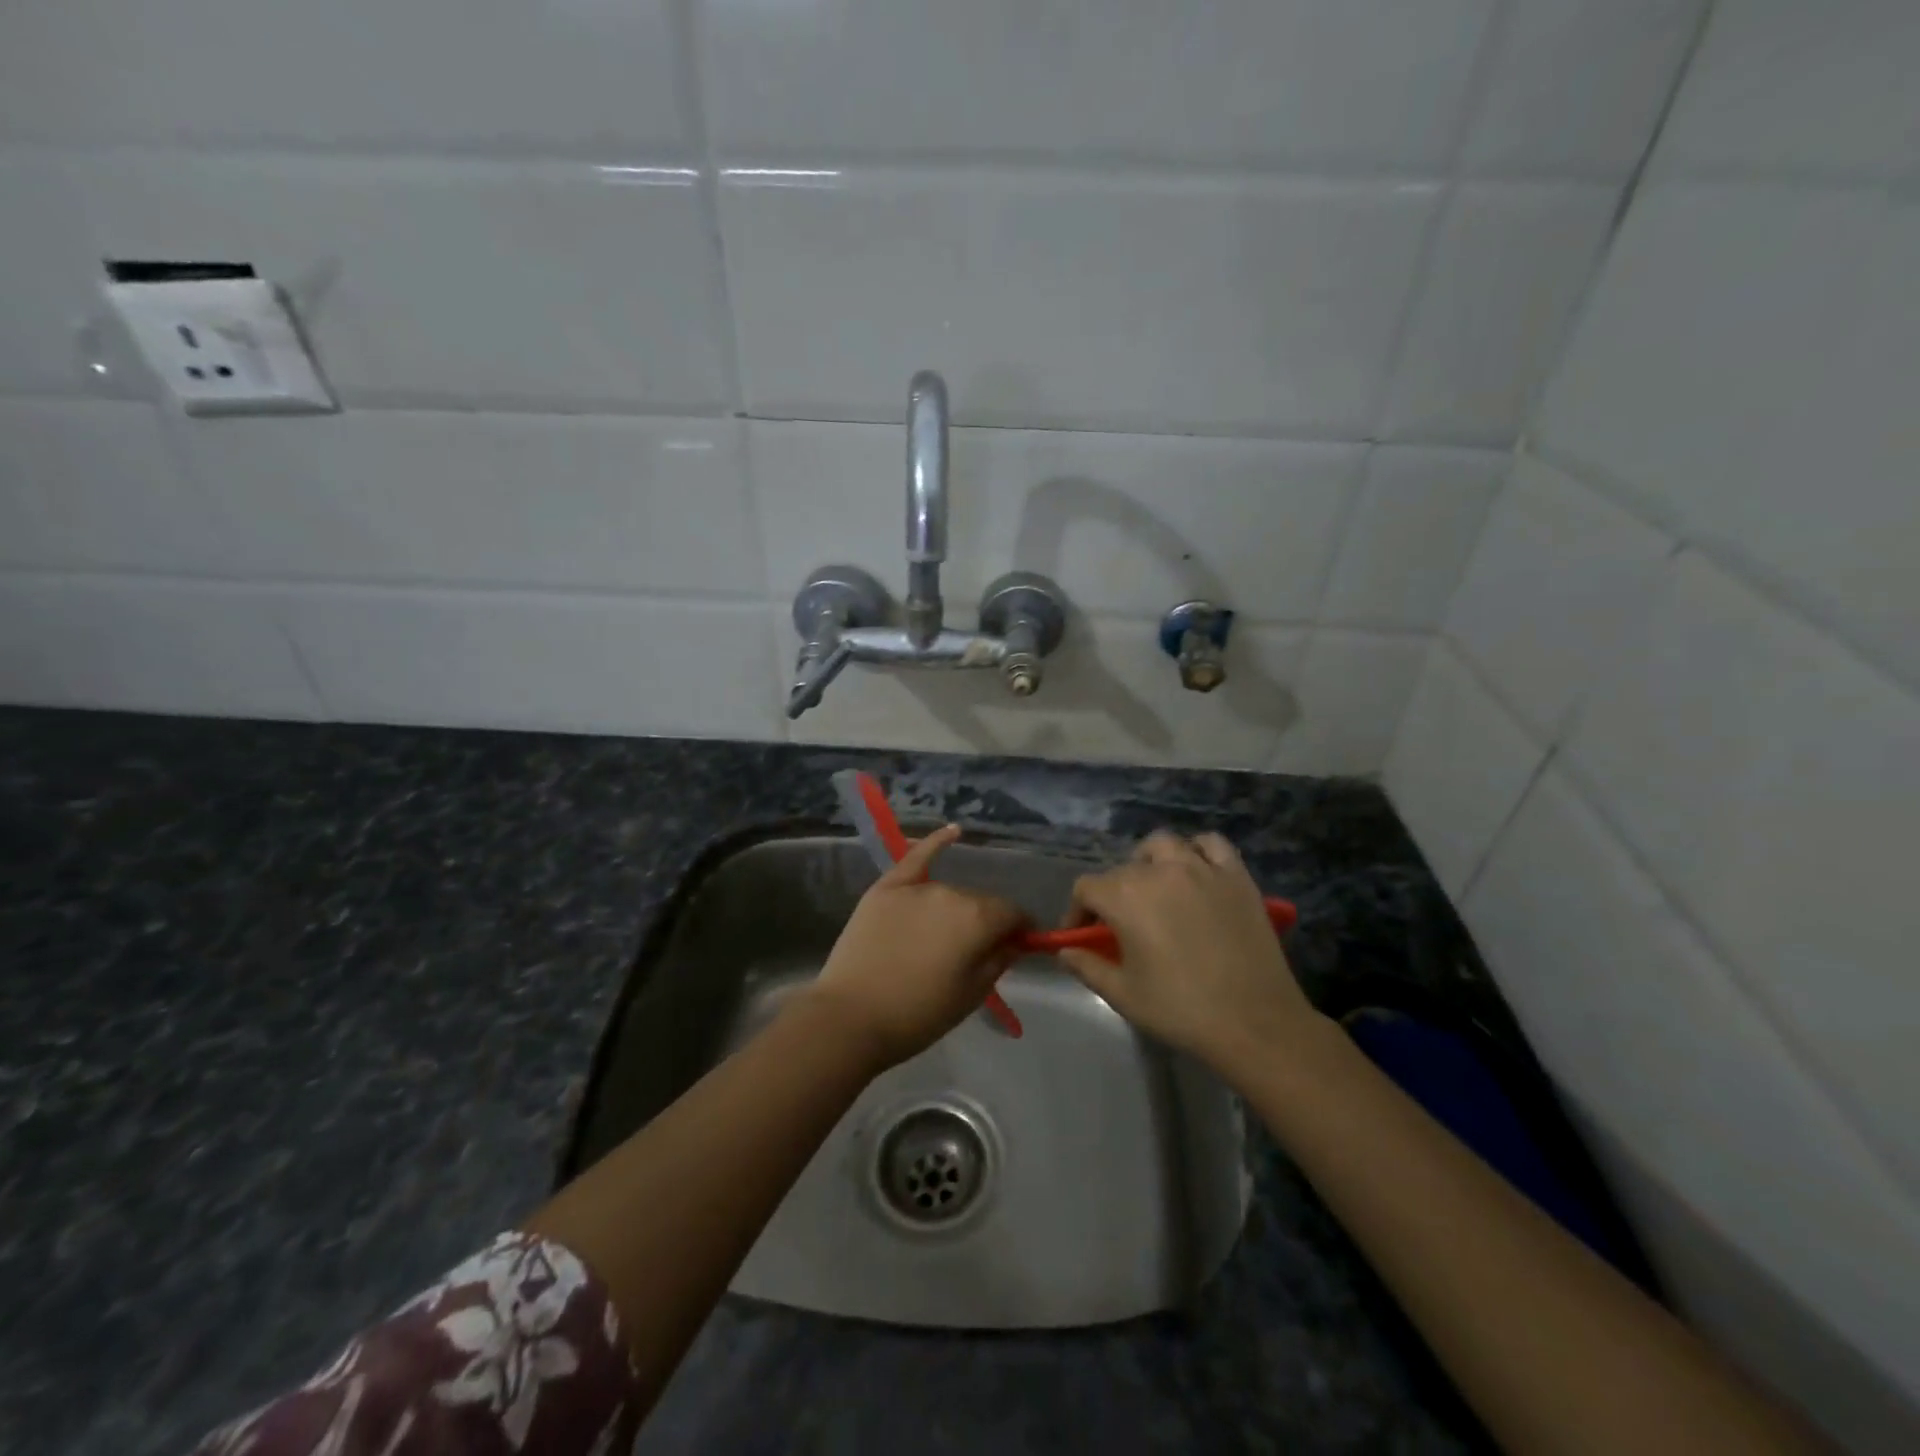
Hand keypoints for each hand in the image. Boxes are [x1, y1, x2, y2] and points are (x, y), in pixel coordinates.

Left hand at [802, 826, 1028, 1071]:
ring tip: (942, 939)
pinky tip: (953, 831)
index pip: (1013, 914)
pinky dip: (936, 842)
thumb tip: (1016, 940)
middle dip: (986, 923)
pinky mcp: (885, 887)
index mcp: (979, 918)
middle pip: (982, 902)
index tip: (1016, 948)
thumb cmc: (919, 1015)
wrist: (851, 1017)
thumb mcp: (972, 995)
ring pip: (950, 893)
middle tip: (973, 954)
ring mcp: (916, 887)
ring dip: (956, 910)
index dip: (1019, 931)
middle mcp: (952, 892)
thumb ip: (1000, 960)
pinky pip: (916, 857)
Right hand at [1057, 831, 1324, 1076]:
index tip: (1082, 937)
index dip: (1078, 911)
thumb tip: (1066, 951)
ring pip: (1164, 845)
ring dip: (1150, 862)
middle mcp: (1159, 871)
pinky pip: (1212, 845)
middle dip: (1113, 894)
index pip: (1086, 888)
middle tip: (1121, 925)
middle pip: (1122, 869)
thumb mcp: (1123, 995)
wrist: (1255, 1023)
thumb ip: (1088, 967)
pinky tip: (1196, 873)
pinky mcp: (1236, 876)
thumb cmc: (1181, 1010)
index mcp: (1125, 897)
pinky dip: (1198, 851)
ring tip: (1155, 888)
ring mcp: (1201, 869)